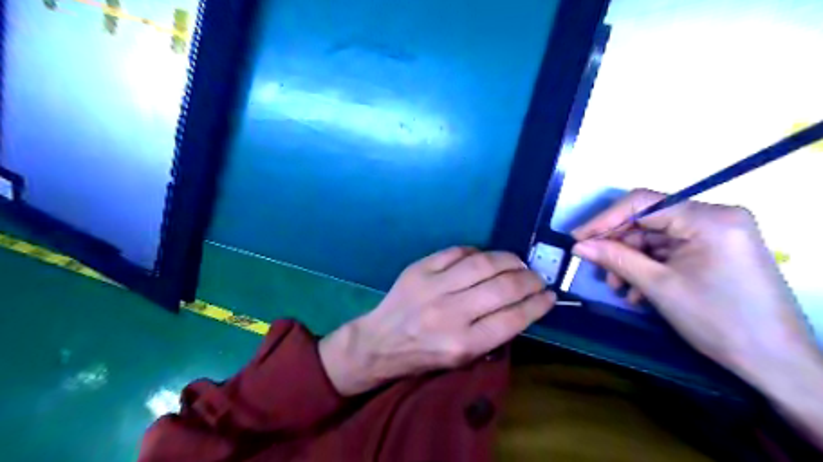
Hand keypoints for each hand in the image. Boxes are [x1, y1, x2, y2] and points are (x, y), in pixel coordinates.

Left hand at [318, 248, 554, 394]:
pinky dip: (477, 252)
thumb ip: (492, 333)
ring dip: (508, 260)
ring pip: (483, 264)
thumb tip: (521, 303)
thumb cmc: (424, 355)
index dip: (537, 304)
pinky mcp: (420, 269)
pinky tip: (485, 257)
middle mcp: (451, 314)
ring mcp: (433, 287)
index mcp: (464, 344)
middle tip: (537, 277)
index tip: (550, 296)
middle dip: (528, 280)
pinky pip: (457, 252)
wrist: (380, 342)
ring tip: (517, 263)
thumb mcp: (461, 358)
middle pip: (502, 288)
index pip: (513, 318)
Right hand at [575, 187, 814, 377]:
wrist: (775, 362)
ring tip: (618, 287)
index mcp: (708, 218)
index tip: (578, 239)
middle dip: (619, 246)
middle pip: (648, 221)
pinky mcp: (715, 250)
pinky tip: (638, 291)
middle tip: (597, 268)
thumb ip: (615, 258)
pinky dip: (649, 267)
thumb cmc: (718, 321)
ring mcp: (717, 234)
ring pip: (656, 237)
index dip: (604, 220)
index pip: (643, 203)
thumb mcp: (658, 286)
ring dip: (631, 261)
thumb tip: (578, 245)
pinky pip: (670, 250)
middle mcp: (715, 217)